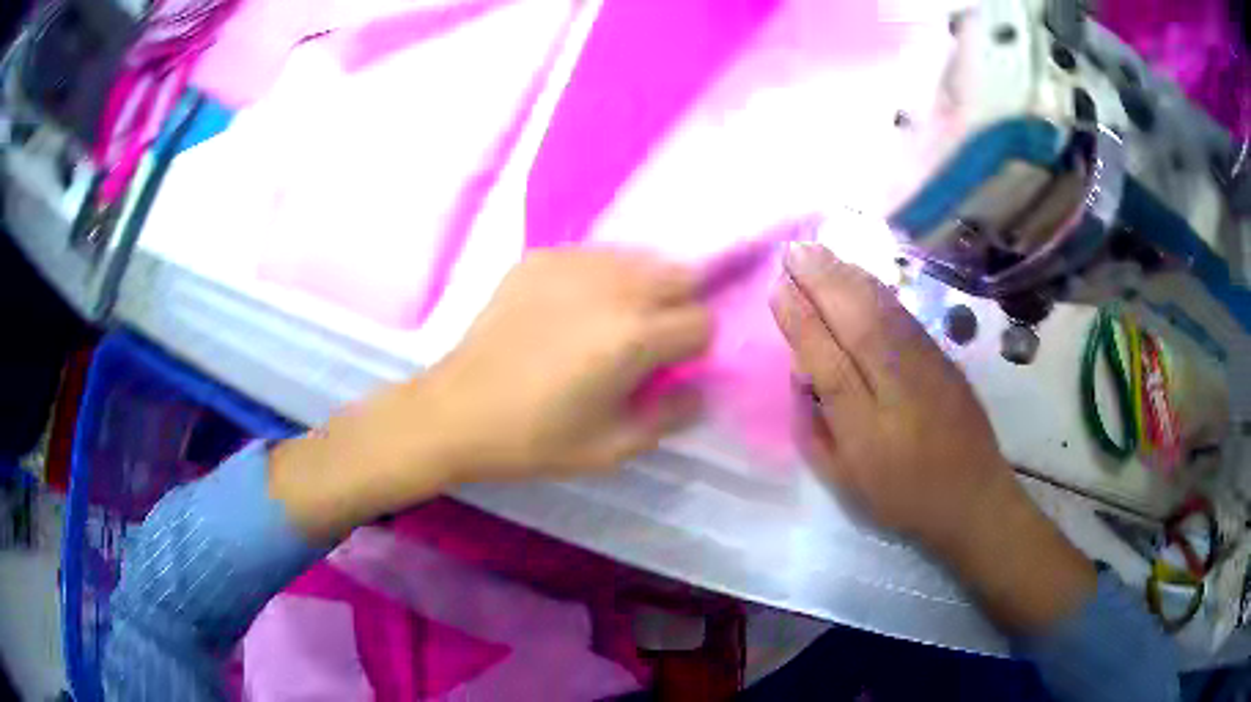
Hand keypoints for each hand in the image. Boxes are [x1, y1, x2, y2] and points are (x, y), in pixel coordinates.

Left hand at [272, 248, 712, 540]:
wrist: (456, 411)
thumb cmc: (534, 438)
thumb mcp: (612, 448)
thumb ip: (672, 416)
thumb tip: (698, 389)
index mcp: (634, 336)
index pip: (702, 322)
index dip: (694, 349)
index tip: (669, 368)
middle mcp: (612, 287)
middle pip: (680, 274)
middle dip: (678, 306)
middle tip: (647, 340)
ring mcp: (573, 263)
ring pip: (638, 258)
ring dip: (641, 287)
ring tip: (609, 321)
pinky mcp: (540, 258)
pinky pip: (593, 256)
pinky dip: (599, 277)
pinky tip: (569, 308)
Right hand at [770, 243, 1094, 631]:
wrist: (973, 495)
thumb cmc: (902, 496)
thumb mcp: (845, 482)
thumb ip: (815, 431)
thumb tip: (799, 374)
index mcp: (866, 432)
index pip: (828, 364)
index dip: (801, 322)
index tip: (777, 287)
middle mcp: (897, 390)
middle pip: (857, 324)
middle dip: (822, 281)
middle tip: (792, 251)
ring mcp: (926, 368)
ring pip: (882, 311)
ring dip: (847, 274)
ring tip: (817, 251)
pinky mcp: (942, 356)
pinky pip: (901, 313)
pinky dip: (874, 286)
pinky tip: (856, 273)